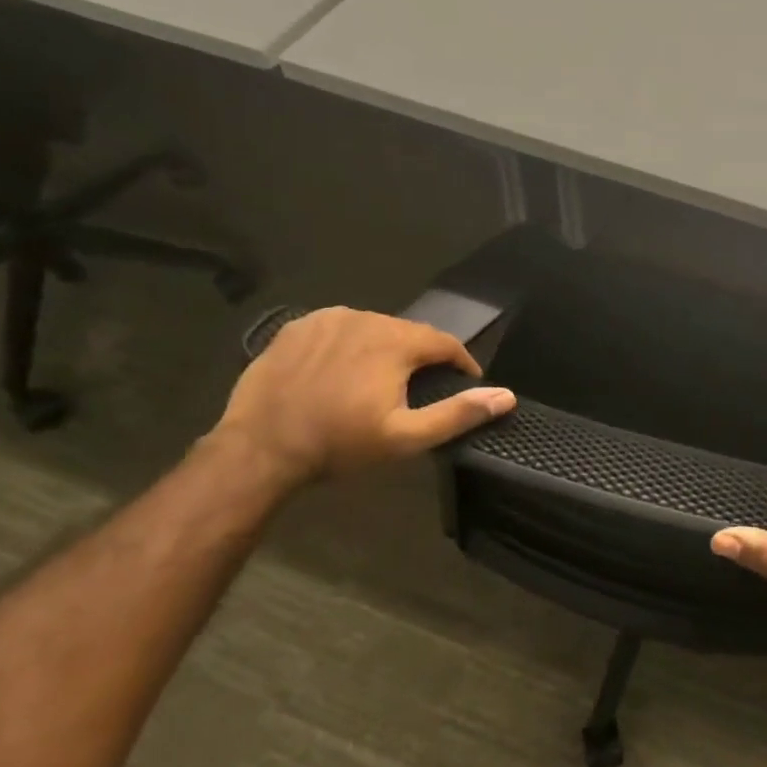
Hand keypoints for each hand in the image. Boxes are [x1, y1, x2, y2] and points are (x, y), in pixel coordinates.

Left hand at [212, 308, 515, 484]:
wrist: (260, 448)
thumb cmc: (339, 444)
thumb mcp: (406, 437)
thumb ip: (458, 413)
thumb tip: (506, 396)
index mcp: (395, 341)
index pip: (445, 342)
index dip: (461, 362)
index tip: (465, 382)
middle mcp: (365, 318)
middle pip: (408, 333)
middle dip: (420, 358)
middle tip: (417, 390)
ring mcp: (326, 319)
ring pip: (372, 328)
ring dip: (383, 349)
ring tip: (378, 381)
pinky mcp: (296, 327)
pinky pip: (337, 329)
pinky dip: (348, 345)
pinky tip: (340, 371)